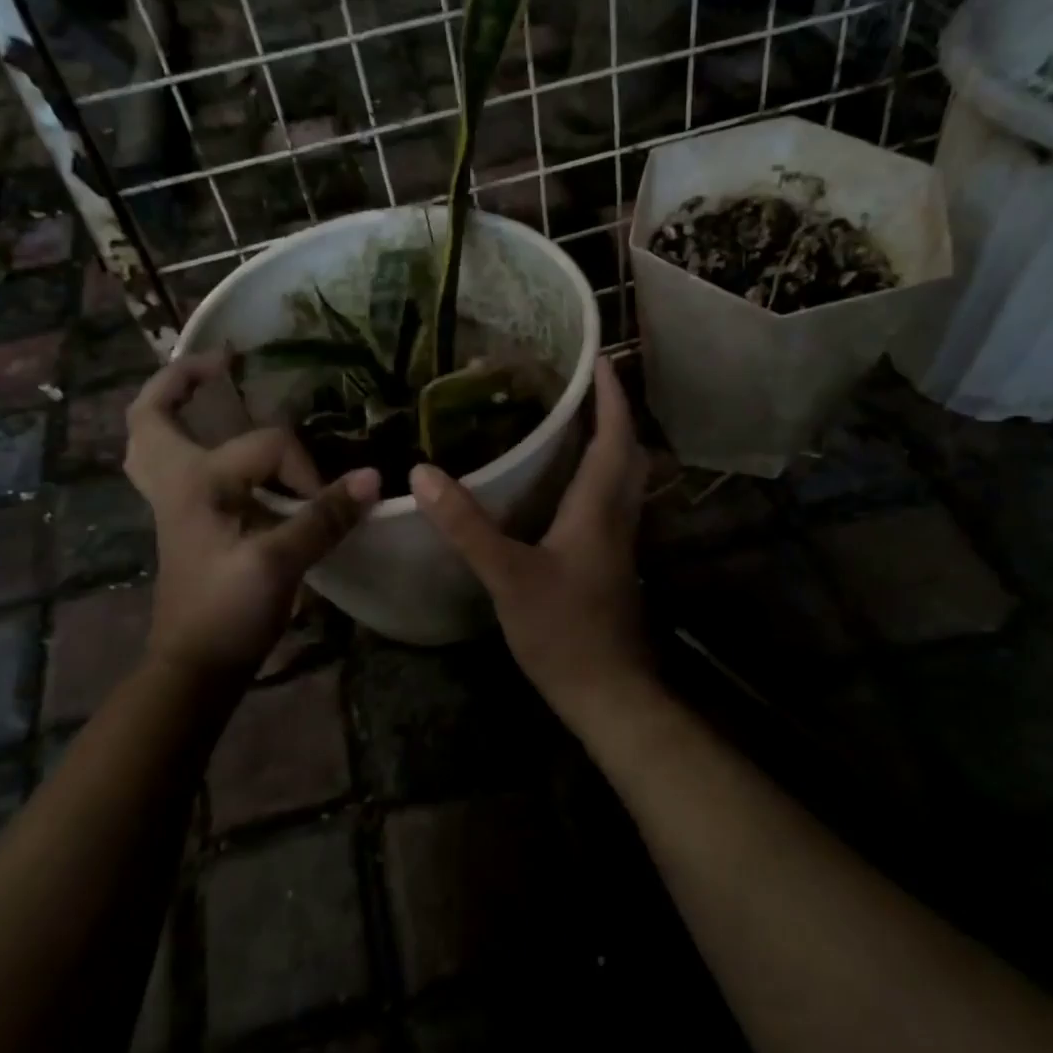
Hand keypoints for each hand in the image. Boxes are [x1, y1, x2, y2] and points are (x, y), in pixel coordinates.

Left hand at [125, 354, 378, 682]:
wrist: (194, 667)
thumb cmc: (227, 612)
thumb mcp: (278, 563)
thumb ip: (323, 517)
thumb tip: (372, 477)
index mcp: (195, 482)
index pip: (268, 445)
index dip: (307, 469)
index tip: (327, 503)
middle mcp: (176, 482)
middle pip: (151, 416)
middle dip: (181, 382)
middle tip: (221, 365)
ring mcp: (175, 504)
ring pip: (156, 442)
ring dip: (178, 412)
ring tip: (213, 394)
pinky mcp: (187, 524)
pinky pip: (177, 468)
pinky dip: (192, 446)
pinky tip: (230, 455)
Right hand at [410, 357, 650, 713]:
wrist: (609, 694)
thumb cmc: (564, 631)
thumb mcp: (508, 576)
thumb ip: (467, 525)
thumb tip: (423, 472)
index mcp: (599, 508)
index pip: (615, 436)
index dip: (610, 395)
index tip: (600, 358)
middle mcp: (618, 518)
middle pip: (628, 453)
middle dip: (612, 415)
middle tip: (582, 388)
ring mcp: (619, 545)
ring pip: (624, 480)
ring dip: (609, 446)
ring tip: (574, 425)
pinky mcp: (611, 566)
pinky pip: (610, 506)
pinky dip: (597, 480)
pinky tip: (565, 490)